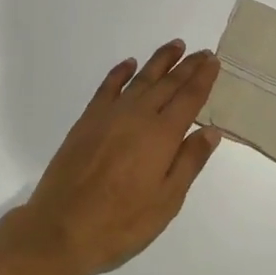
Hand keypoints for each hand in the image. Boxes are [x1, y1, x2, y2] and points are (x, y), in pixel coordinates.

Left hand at [4, 41, 221, 274]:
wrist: (61, 228)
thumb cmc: (121, 223)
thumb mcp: (166, 201)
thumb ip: (189, 162)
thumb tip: (211, 130)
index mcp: (161, 135)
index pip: (189, 98)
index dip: (203, 78)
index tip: (214, 61)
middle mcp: (138, 116)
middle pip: (168, 83)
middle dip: (187, 66)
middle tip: (202, 52)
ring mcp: (110, 115)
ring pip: (140, 79)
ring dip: (159, 61)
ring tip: (175, 46)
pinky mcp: (88, 120)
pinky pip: (108, 87)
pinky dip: (120, 73)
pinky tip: (129, 64)